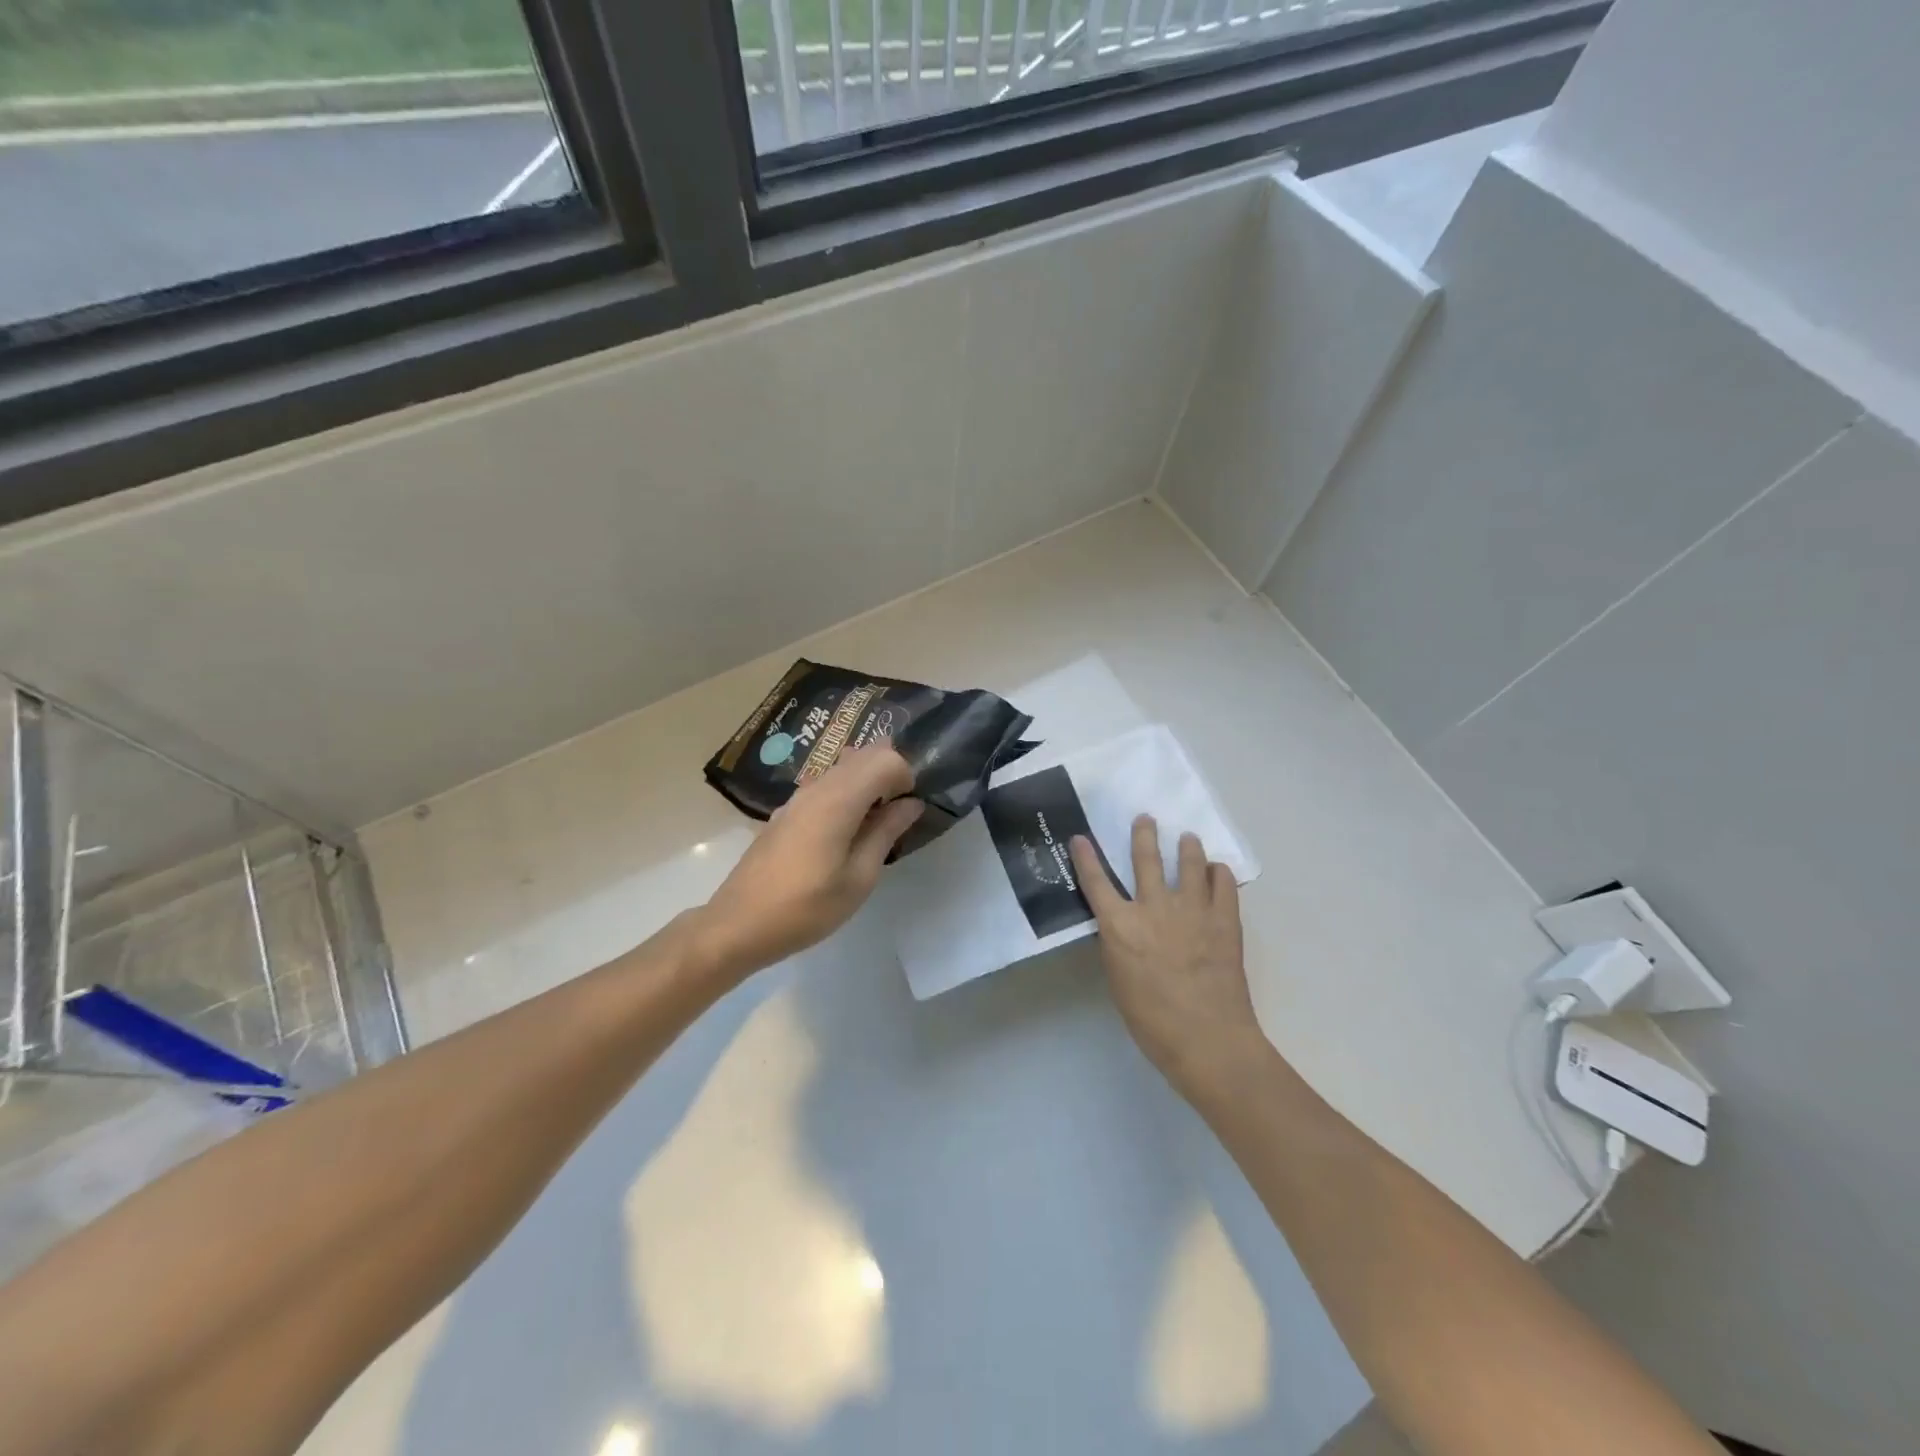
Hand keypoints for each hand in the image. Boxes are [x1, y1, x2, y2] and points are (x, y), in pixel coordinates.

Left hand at [695, 743, 922, 979]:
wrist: (739, 924)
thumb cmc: (806, 908)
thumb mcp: (859, 878)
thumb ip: (886, 832)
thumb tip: (911, 803)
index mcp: (839, 800)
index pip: (886, 758)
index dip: (907, 776)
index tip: (910, 810)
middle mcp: (818, 786)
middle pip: (865, 753)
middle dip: (891, 772)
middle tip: (901, 812)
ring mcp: (798, 797)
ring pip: (844, 766)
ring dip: (869, 781)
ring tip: (877, 822)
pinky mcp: (787, 811)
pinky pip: (827, 784)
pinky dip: (848, 792)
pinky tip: (848, 831)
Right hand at [1069, 815, 1267, 1106]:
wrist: (1208, 1041)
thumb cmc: (1152, 1022)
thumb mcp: (1119, 980)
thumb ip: (1120, 944)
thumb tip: (1124, 926)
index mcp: (1120, 926)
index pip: (1096, 881)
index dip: (1085, 857)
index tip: (1079, 837)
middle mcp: (1153, 908)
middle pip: (1145, 858)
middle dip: (1143, 834)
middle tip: (1145, 818)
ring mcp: (1192, 910)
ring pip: (1189, 862)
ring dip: (1187, 846)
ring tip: (1187, 838)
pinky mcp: (1225, 919)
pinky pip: (1223, 883)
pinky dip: (1219, 873)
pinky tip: (1217, 871)